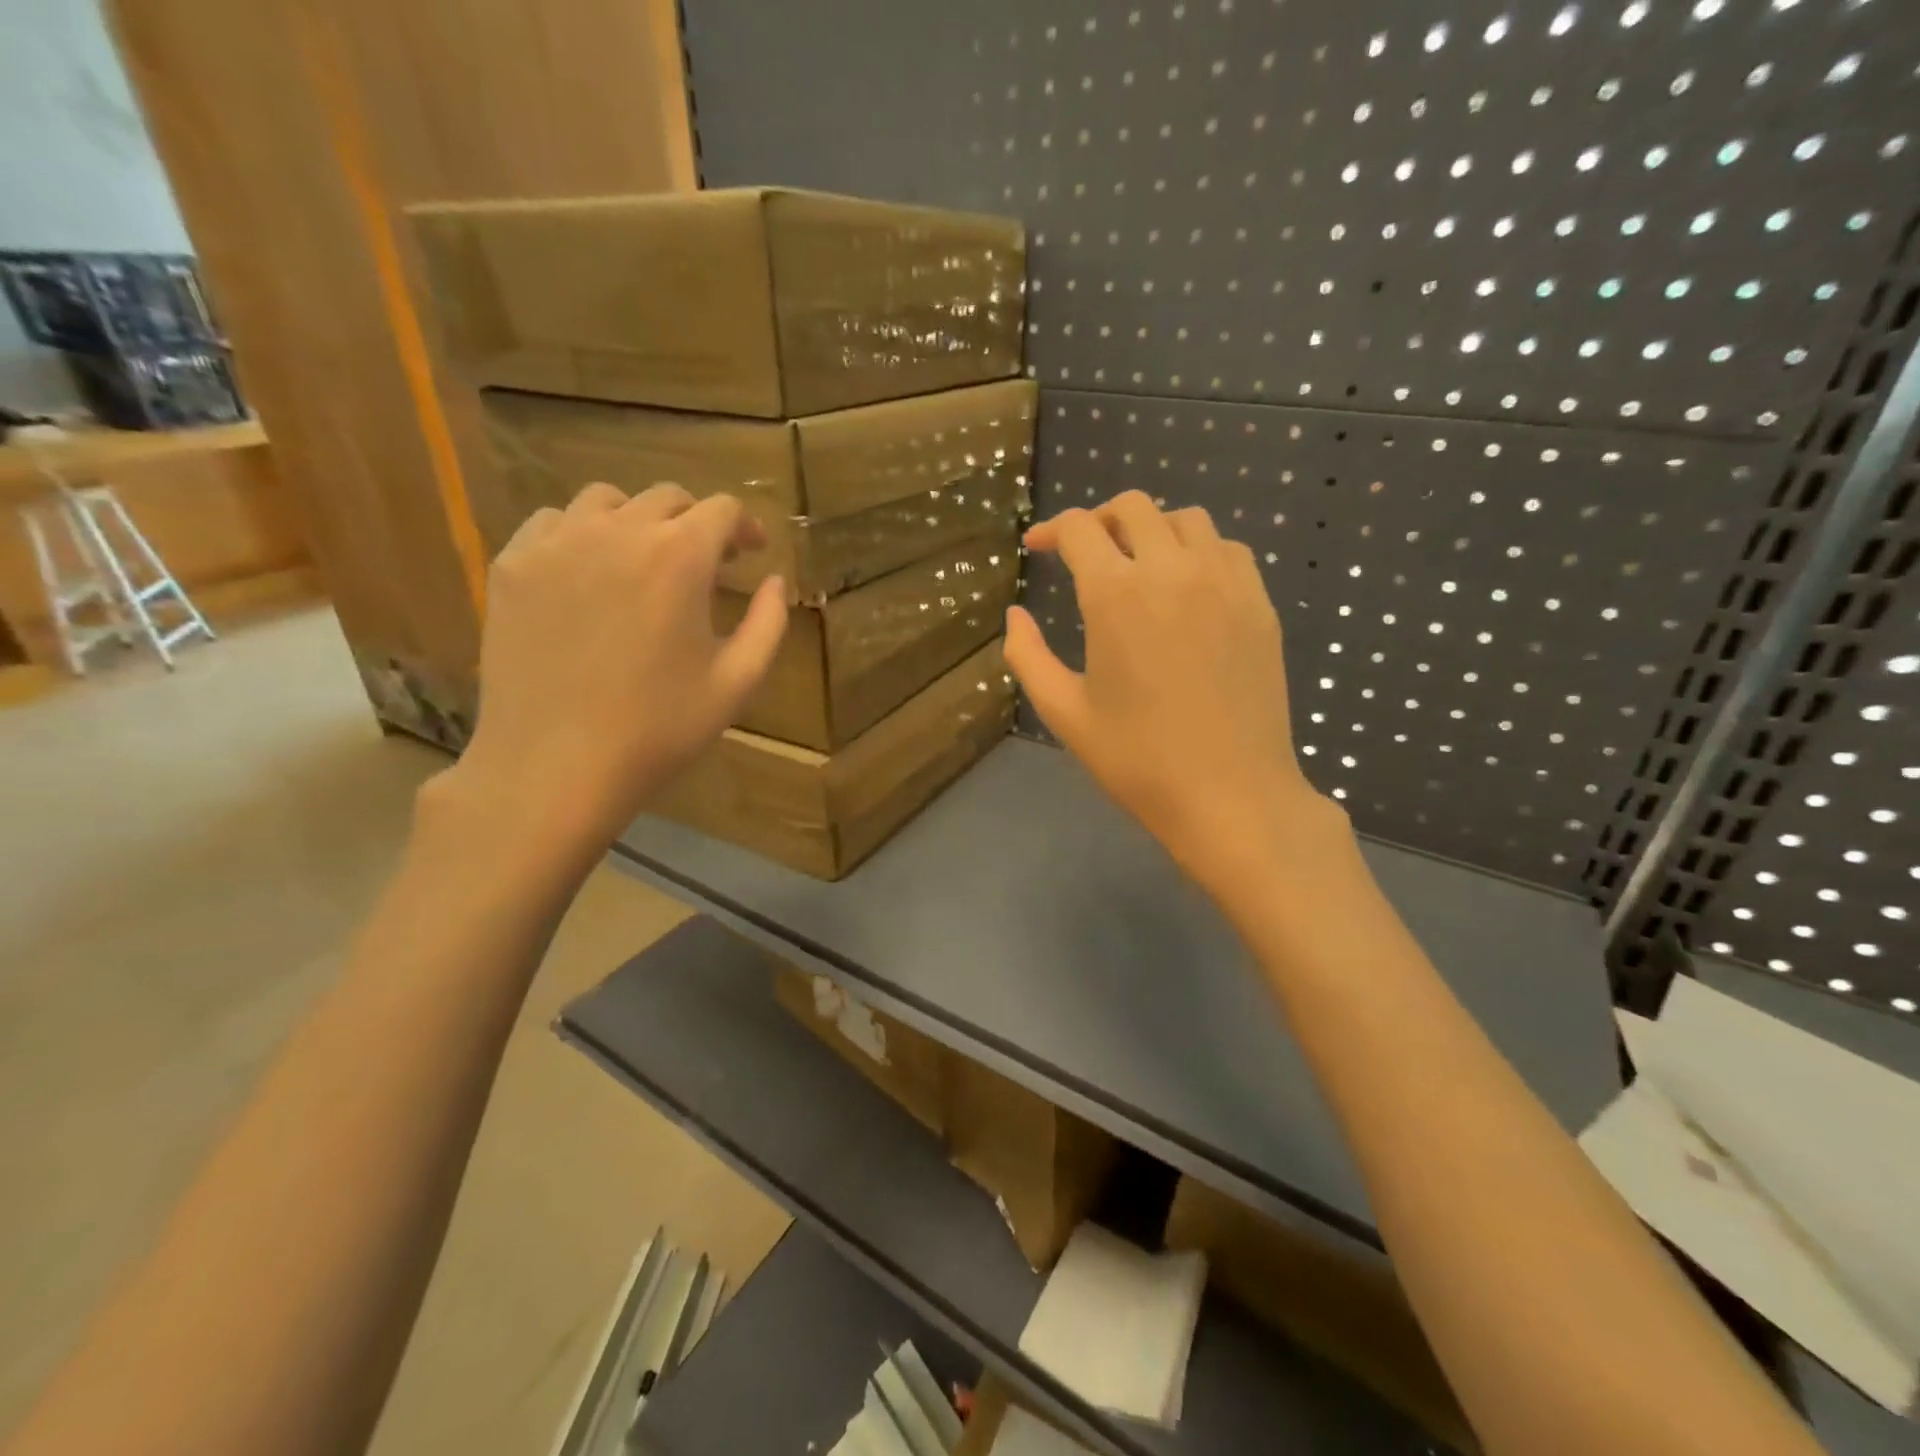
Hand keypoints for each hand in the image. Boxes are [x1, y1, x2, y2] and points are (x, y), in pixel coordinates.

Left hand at [445, 483, 787, 851]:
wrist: (555, 766)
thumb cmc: (659, 729)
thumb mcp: (738, 681)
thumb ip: (768, 622)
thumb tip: (773, 581)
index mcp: (679, 557)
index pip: (721, 509)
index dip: (744, 526)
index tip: (750, 553)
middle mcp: (617, 531)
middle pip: (666, 498)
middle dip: (696, 522)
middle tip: (705, 564)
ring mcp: (556, 543)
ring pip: (605, 500)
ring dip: (637, 520)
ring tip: (643, 561)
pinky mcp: (512, 565)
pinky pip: (552, 523)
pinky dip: (581, 534)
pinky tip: (588, 573)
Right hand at [1005, 491, 1342, 898]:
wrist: (1230, 795)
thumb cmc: (1137, 760)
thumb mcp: (1064, 712)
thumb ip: (1027, 656)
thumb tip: (1015, 615)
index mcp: (1116, 594)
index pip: (1080, 529)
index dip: (1051, 531)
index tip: (1038, 548)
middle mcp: (1172, 570)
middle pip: (1133, 507)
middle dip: (1099, 521)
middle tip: (1084, 554)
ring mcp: (1224, 582)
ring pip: (1186, 519)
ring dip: (1152, 529)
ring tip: (1137, 564)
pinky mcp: (1259, 603)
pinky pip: (1227, 549)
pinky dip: (1198, 550)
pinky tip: (1187, 586)